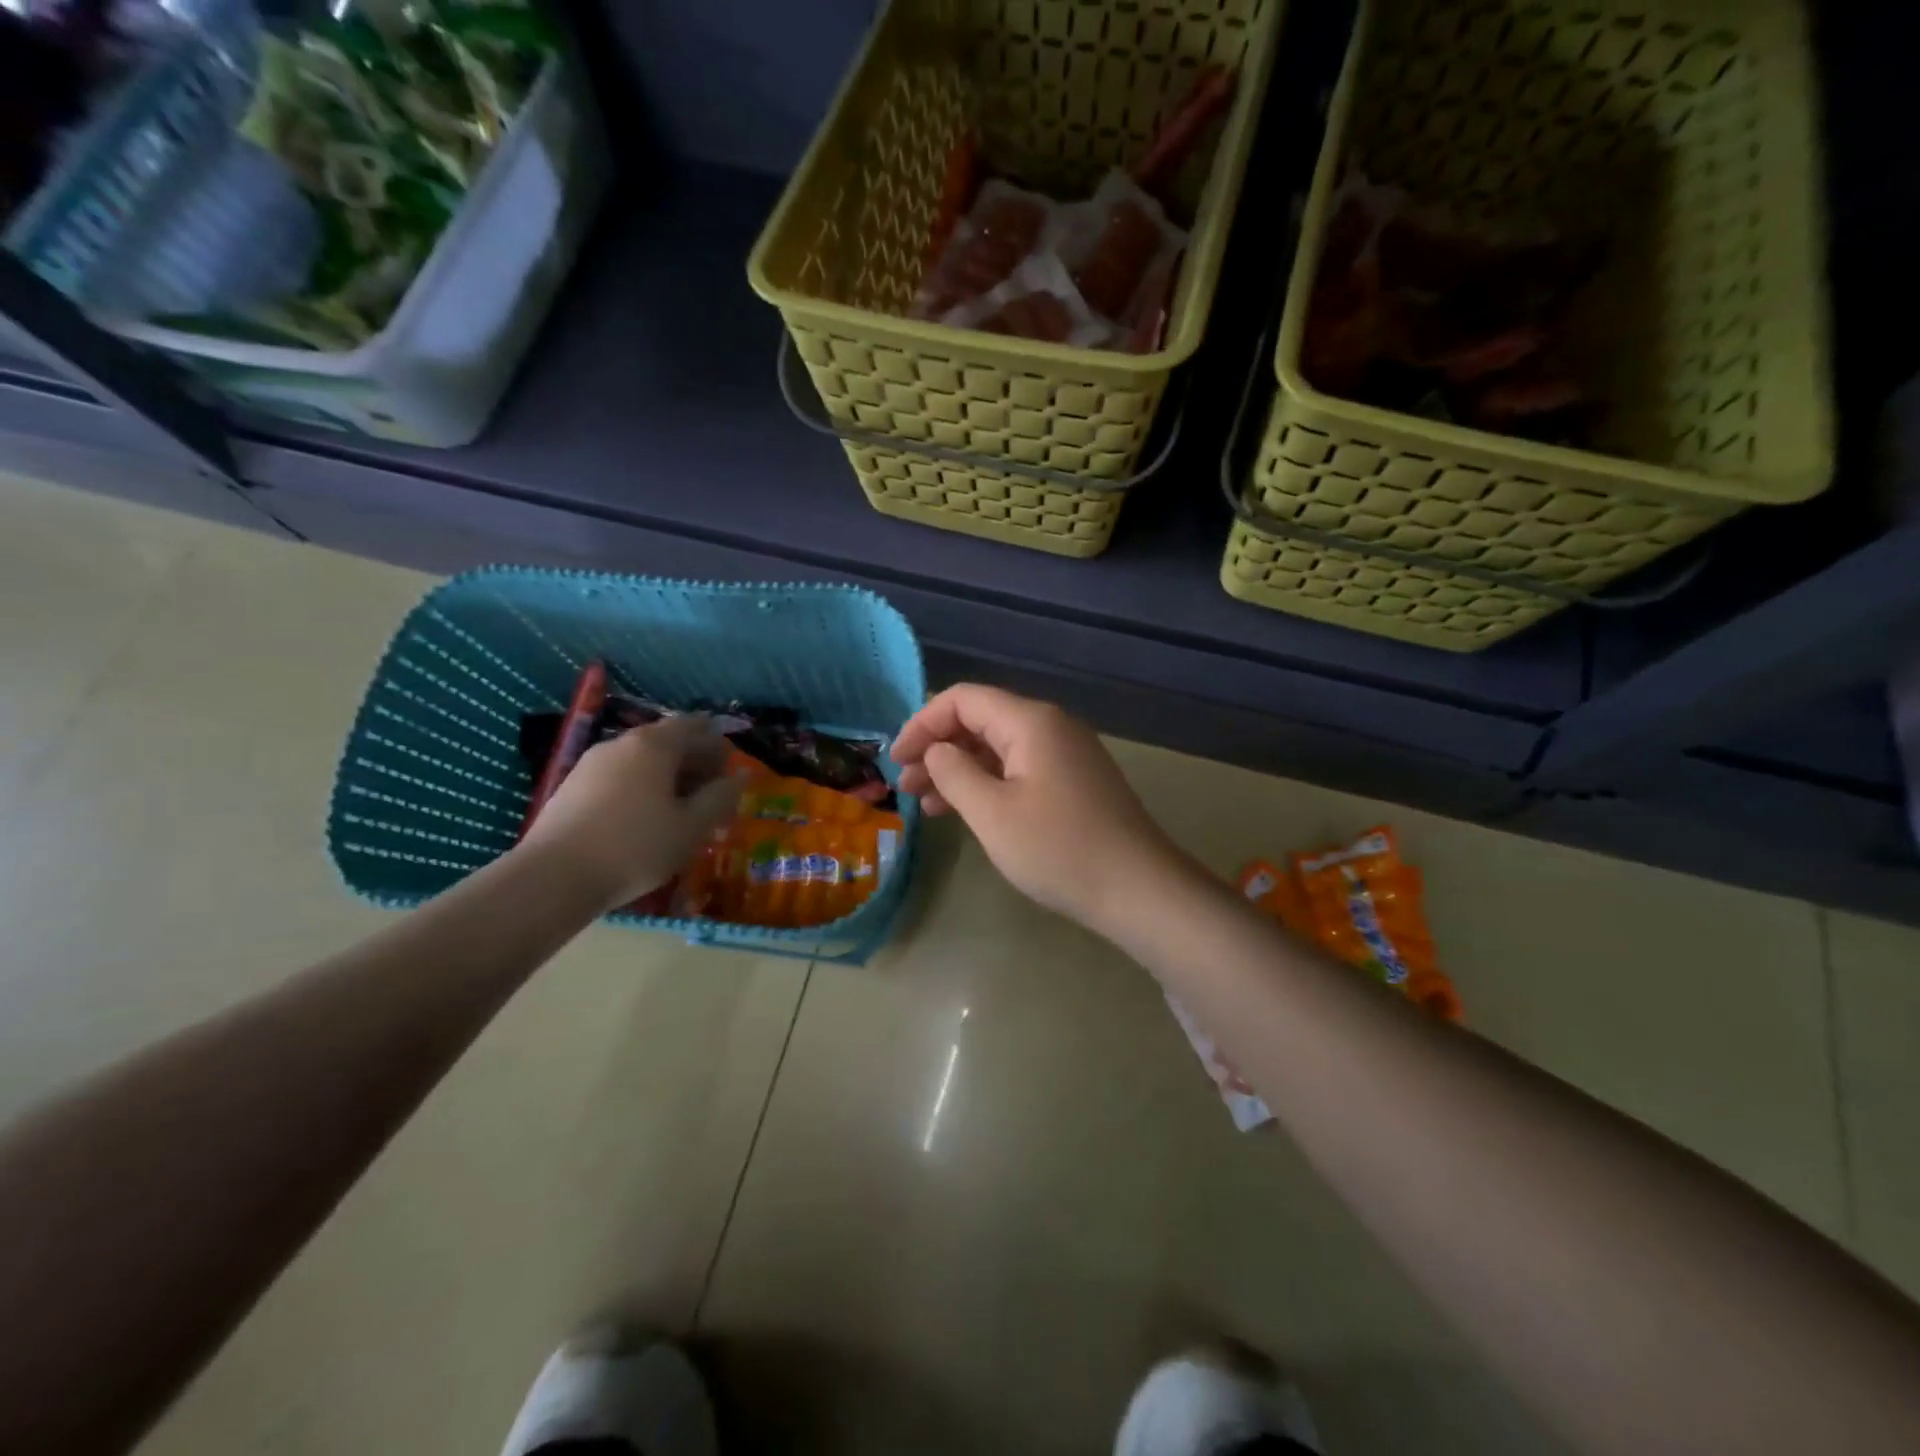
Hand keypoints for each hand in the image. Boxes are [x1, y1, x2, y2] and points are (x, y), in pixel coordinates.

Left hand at [518, 716, 740, 911]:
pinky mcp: (572, 788)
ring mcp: (591, 764)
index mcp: (654, 745)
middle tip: (712, 796)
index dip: (717, 745)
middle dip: (694, 763)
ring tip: (681, 812)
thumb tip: (739, 777)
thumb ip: (720, 797)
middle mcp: (621, 744)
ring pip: (641, 761)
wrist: (553, 879)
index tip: (730, 773)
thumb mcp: (692, 827)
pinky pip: (619, 778)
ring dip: (667, 778)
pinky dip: (641, 789)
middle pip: (667, 741)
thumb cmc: (635, 848)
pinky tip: (645, 821)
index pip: (694, 726)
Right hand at [892, 684, 1185, 931]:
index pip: (963, 699)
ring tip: (927, 803)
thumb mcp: (992, 813)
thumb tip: (936, 750)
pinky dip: (988, 783)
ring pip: (999, 747)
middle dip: (938, 748)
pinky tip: (966, 811)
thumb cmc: (1059, 849)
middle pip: (981, 720)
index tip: (896, 759)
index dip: (923, 723)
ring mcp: (1067, 754)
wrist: (1139, 889)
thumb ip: (955, 773)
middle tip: (907, 786)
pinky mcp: (1074, 781)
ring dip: (960, 769)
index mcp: (1031, 722)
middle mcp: (1051, 726)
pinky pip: (1019, 768)